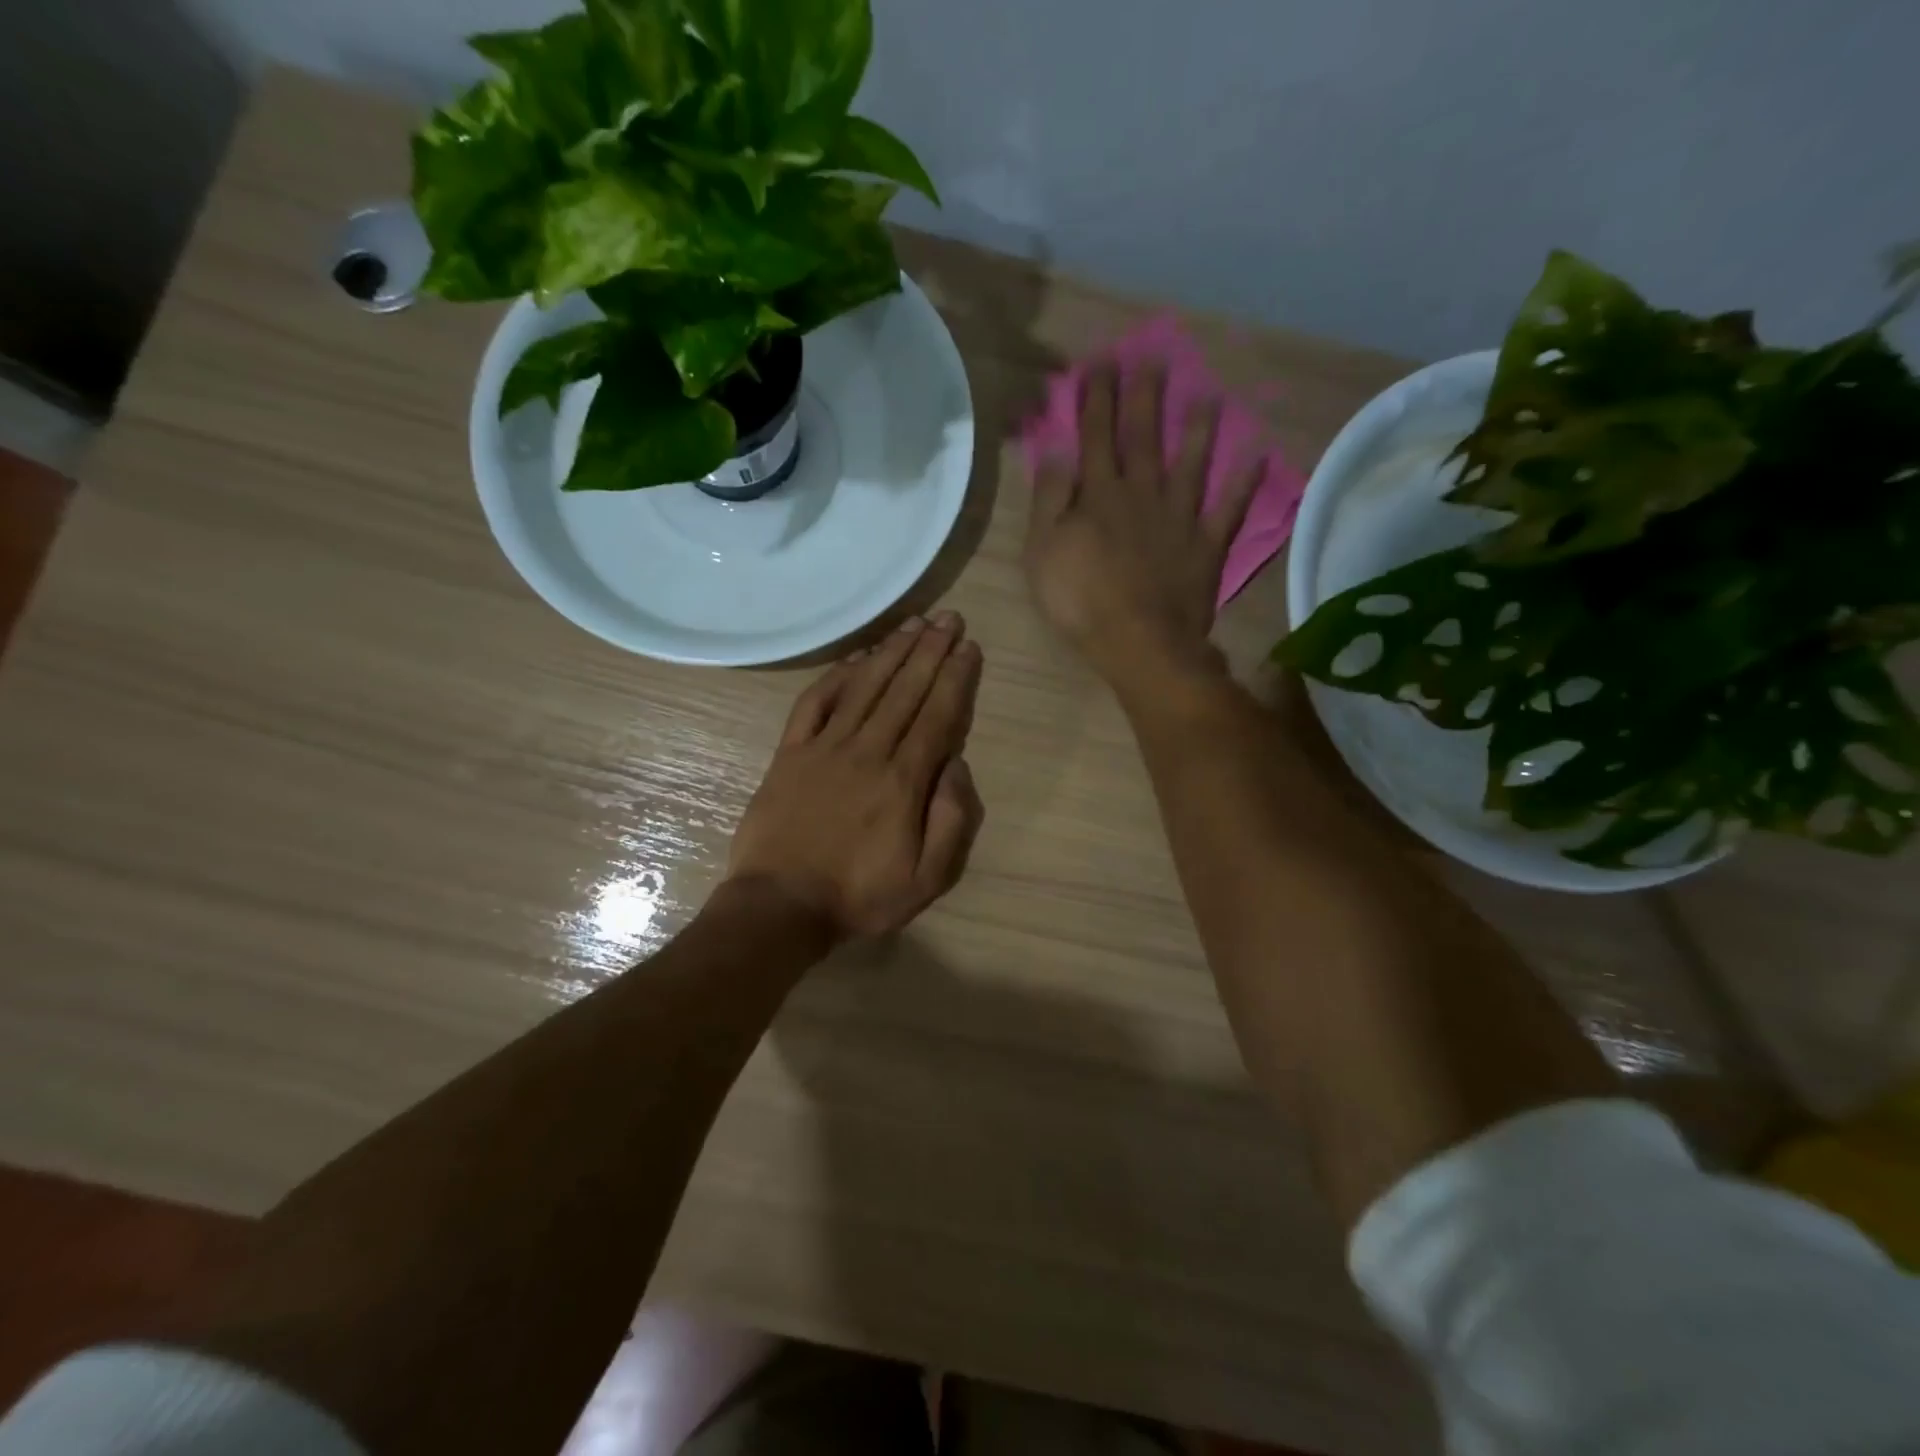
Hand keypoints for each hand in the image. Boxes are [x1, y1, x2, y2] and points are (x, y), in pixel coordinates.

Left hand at [727, 611, 985, 940]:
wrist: (779, 907)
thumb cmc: (859, 896)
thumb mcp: (926, 879)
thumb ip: (952, 821)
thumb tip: (958, 765)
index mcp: (903, 781)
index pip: (937, 715)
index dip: (956, 678)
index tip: (969, 647)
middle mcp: (867, 751)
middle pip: (905, 690)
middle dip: (931, 650)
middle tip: (949, 617)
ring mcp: (824, 748)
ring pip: (865, 686)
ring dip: (891, 651)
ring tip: (913, 624)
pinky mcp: (790, 753)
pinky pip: (815, 702)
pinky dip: (837, 676)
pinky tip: (856, 658)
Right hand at [1024, 362, 1262, 690]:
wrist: (1139, 642)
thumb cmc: (1080, 601)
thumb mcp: (1043, 552)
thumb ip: (1049, 500)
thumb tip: (1055, 452)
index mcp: (1099, 496)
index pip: (1095, 437)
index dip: (1097, 399)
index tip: (1100, 362)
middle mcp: (1143, 494)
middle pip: (1143, 438)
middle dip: (1144, 396)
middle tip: (1151, 355)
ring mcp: (1180, 518)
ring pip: (1191, 464)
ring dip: (1198, 428)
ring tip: (1207, 394)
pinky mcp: (1207, 546)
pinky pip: (1229, 509)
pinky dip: (1244, 483)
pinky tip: (1259, 455)